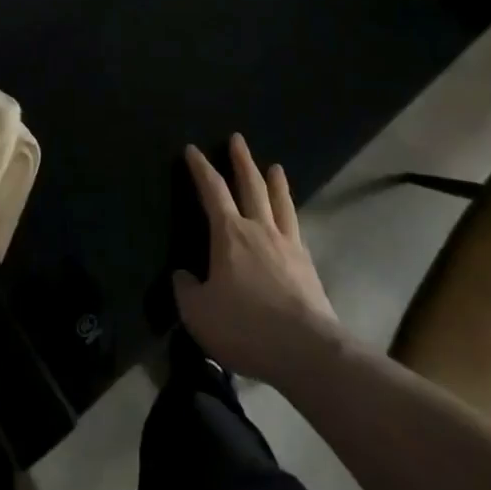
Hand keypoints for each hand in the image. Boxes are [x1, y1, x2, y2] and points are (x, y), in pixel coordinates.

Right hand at [173, 134, 340, 384]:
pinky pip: (296, 228)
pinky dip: (291, 215)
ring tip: (275, 166)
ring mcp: (288, 245)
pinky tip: (292, 217)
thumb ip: (186, 290)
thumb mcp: (199, 314)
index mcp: (229, 234)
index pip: (212, 190)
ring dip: (275, 182)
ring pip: (279, 203)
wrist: (306, 351)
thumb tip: (182, 275)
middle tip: (238, 139)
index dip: (201, 168)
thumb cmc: (246, 327)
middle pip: (250, 185)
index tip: (193, 149)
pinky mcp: (308, 266)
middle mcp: (259, 229)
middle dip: (242, 161)